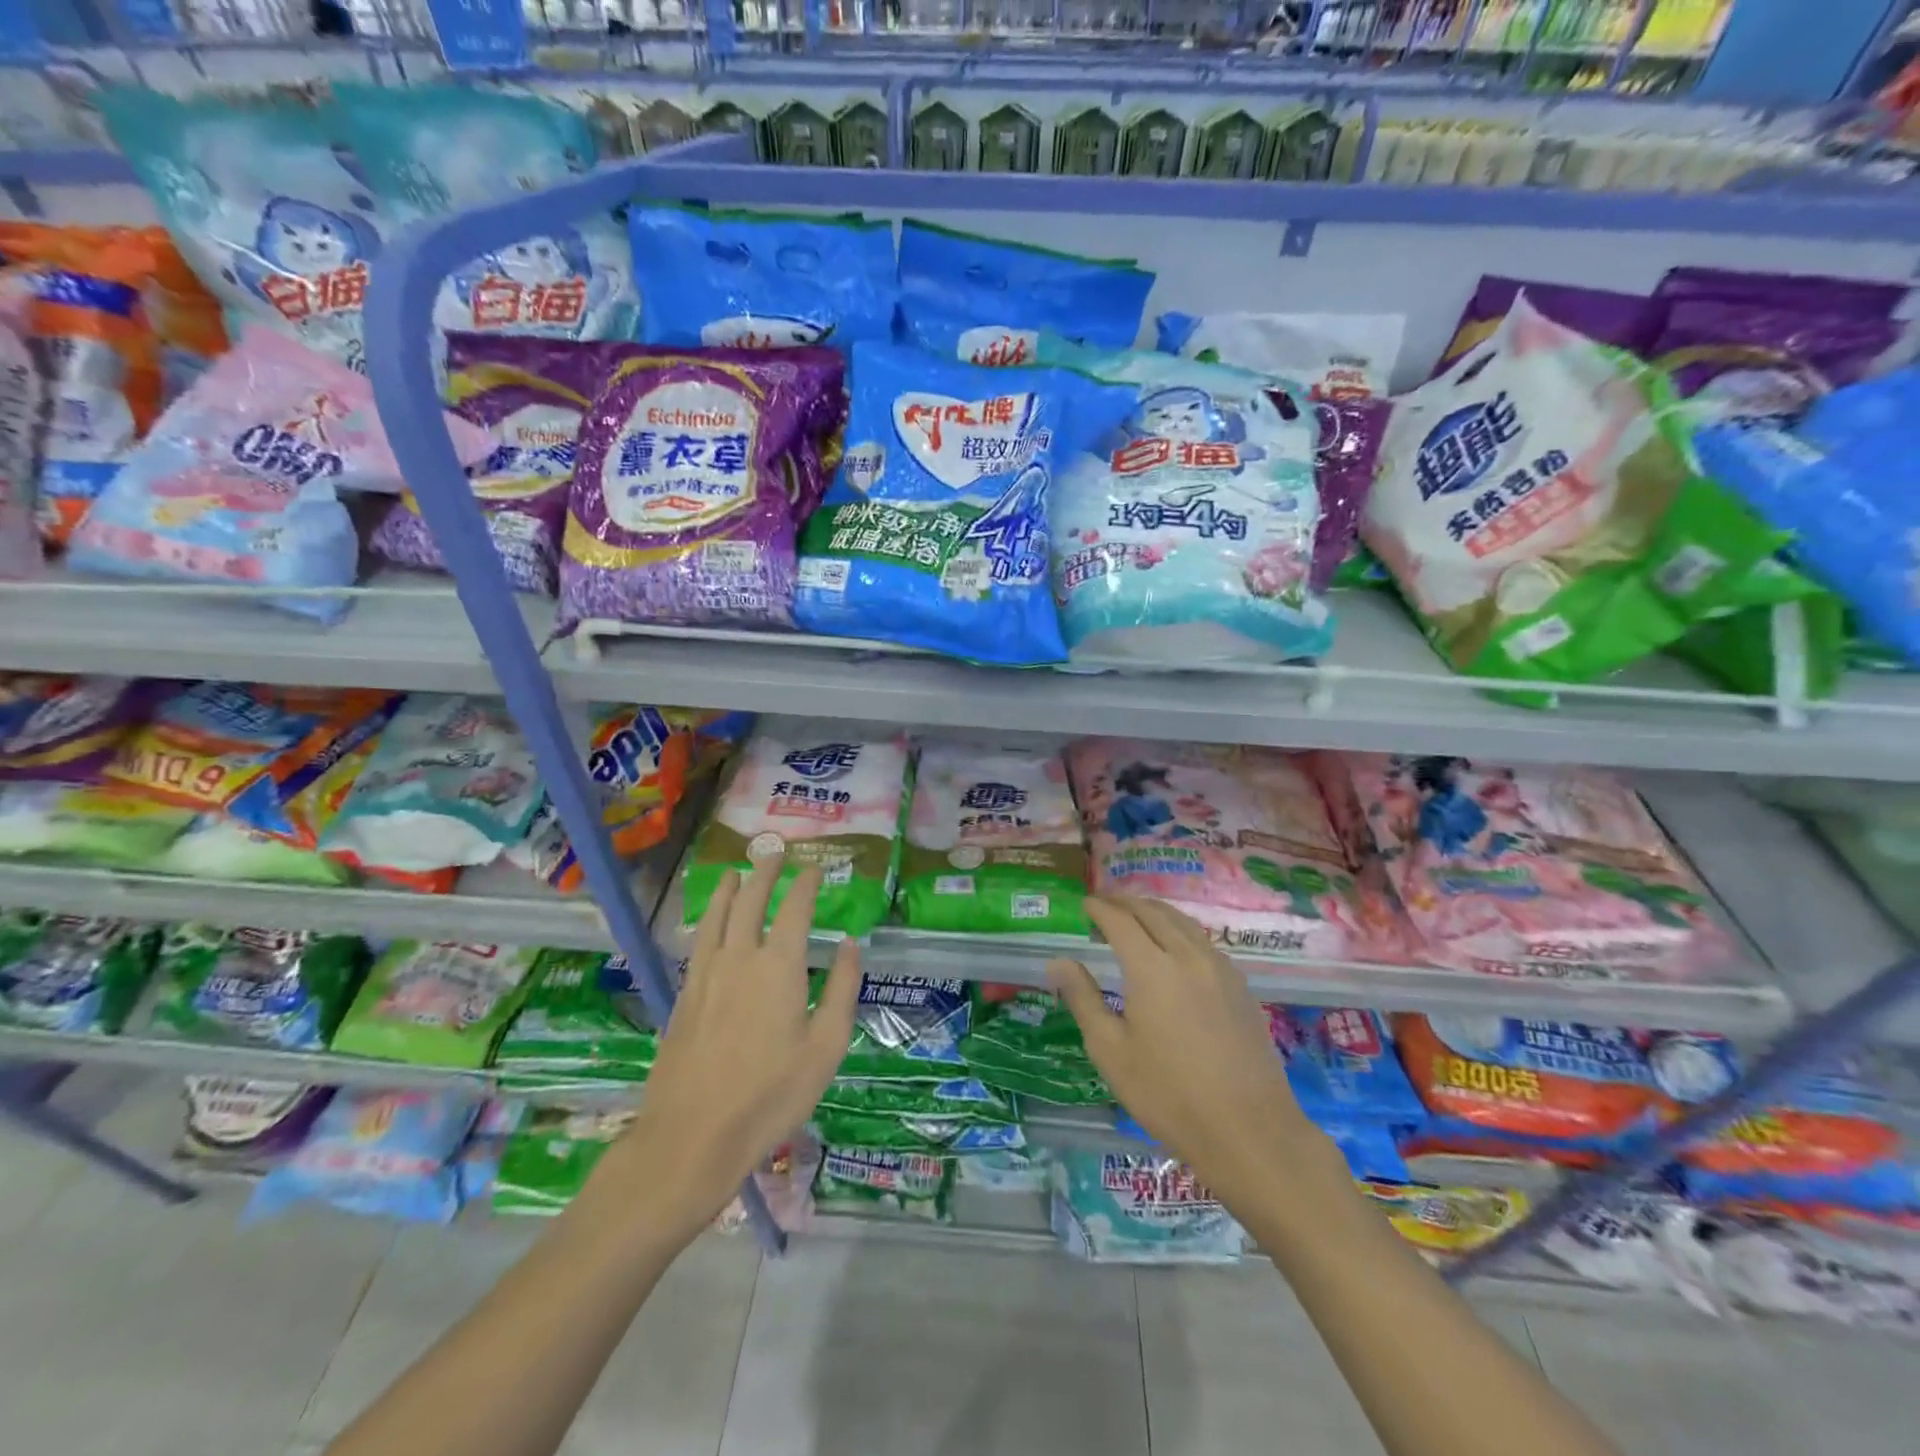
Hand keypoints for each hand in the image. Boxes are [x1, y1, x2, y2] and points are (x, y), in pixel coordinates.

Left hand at [612, 855, 860, 1242]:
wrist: (691, 1136)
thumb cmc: (771, 1095)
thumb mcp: (825, 1047)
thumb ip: (840, 990)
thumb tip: (848, 945)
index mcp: (778, 966)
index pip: (794, 909)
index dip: (805, 884)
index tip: (814, 867)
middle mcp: (739, 958)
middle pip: (751, 901)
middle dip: (765, 873)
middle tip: (774, 851)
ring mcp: (705, 976)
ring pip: (717, 917)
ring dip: (730, 890)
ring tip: (736, 872)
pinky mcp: (684, 996)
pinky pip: (698, 942)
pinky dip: (707, 920)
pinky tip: (709, 924)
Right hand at [1048, 895, 1319, 1207]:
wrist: (1249, 1131)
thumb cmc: (1168, 1095)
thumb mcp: (1111, 1051)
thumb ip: (1083, 999)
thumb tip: (1058, 962)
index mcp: (1152, 968)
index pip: (1120, 921)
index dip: (1099, 908)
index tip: (1084, 903)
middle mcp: (1188, 956)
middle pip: (1154, 912)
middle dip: (1126, 902)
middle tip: (1106, 905)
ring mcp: (1221, 969)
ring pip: (1184, 923)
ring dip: (1156, 912)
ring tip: (1137, 917)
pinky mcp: (1241, 987)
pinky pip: (1204, 942)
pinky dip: (1181, 931)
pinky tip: (1175, 949)